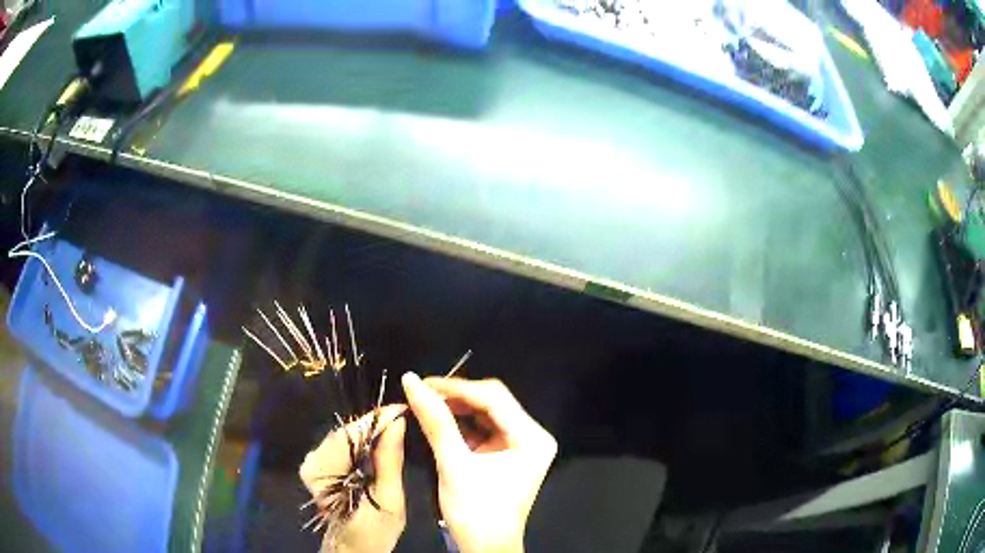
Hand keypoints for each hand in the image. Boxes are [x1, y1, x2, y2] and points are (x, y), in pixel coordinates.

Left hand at [299, 405, 406, 552]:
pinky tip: (377, 449)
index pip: (351, 434)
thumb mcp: (390, 501)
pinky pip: (342, 445)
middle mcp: (312, 462)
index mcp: (325, 473)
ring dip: (369, 434)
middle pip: (347, 433)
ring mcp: (312, 462)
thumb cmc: (374, 532)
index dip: (377, 419)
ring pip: (345, 436)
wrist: (353, 549)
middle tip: (402, 420)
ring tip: (394, 433)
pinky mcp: (317, 464)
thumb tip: (397, 422)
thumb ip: (390, 461)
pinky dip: (361, 444)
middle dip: (374, 426)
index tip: (402, 408)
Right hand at [402, 373, 556, 552]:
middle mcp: (532, 436)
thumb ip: (435, 421)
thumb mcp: (453, 465)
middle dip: (455, 398)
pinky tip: (438, 420)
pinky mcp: (505, 454)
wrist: (485, 549)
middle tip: (420, 393)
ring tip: (424, 404)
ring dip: (455, 409)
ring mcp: (519, 445)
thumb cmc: (476, 512)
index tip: (422, 383)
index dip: (456, 387)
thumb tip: (411, 381)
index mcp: (532, 438)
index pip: (494, 398)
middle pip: (491, 403)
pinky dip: (459, 424)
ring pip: (484, 413)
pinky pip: (481, 429)